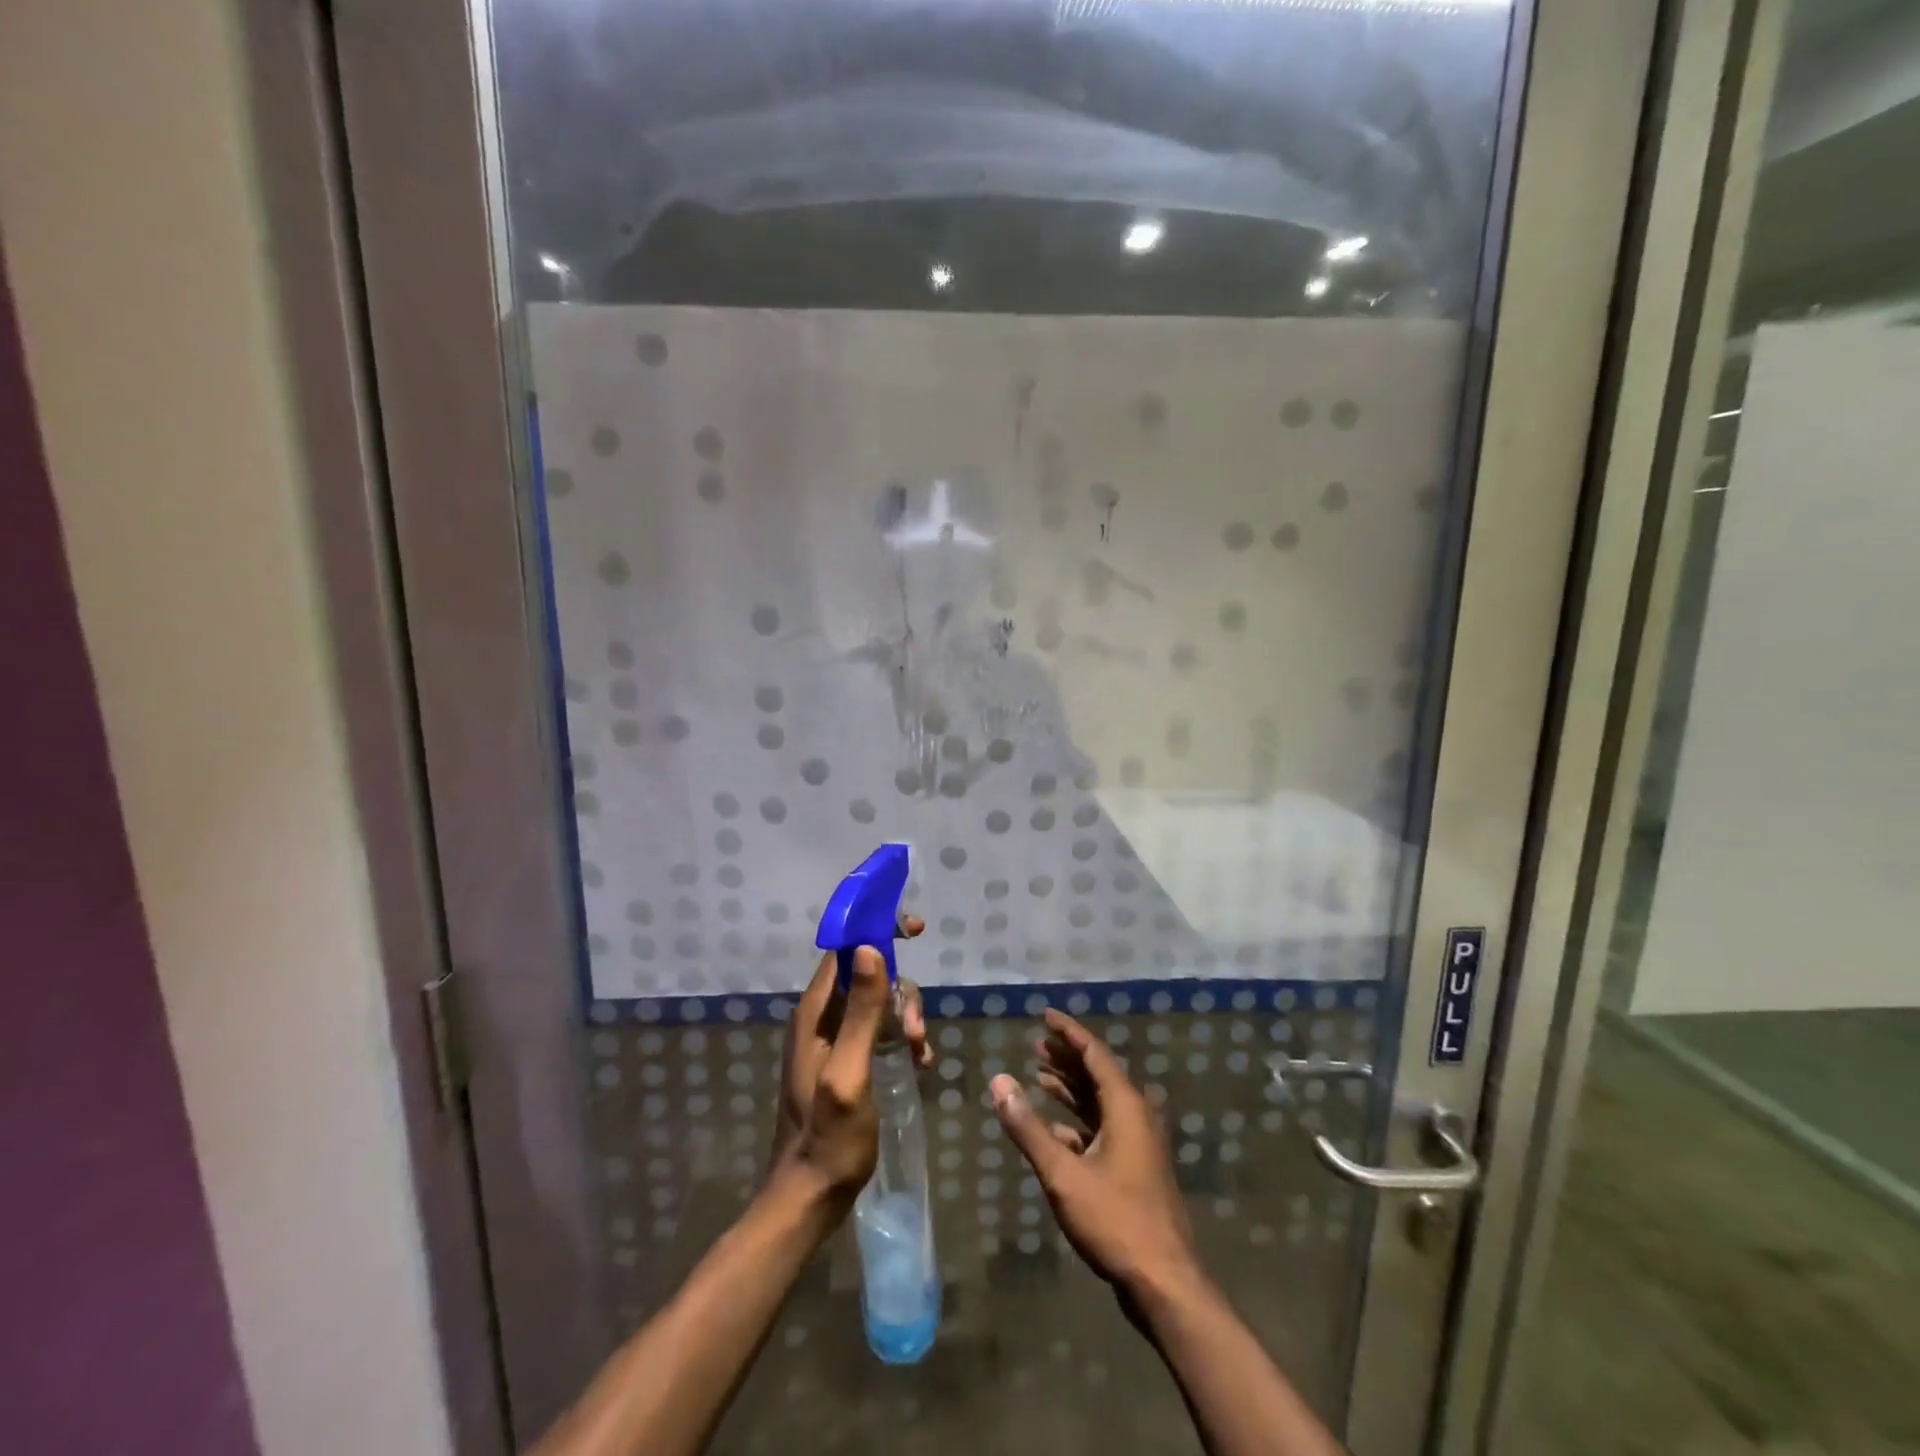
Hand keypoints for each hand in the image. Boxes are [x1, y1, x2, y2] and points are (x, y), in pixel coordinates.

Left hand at [771, 919, 928, 1203]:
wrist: (809, 1197)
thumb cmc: (829, 1138)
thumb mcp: (850, 1073)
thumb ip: (862, 1013)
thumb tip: (869, 947)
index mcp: (814, 1012)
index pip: (844, 948)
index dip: (876, 930)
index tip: (914, 930)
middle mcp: (821, 1017)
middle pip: (869, 974)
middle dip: (900, 994)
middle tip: (918, 1033)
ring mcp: (832, 1038)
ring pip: (879, 1002)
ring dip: (906, 1019)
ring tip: (920, 1055)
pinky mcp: (845, 1059)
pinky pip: (879, 1029)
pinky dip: (902, 1038)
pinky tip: (919, 1064)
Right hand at [992, 1010, 1198, 1299]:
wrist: (1164, 1283)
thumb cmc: (1114, 1220)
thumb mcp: (1062, 1173)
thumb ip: (1028, 1127)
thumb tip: (999, 1081)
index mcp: (1126, 1106)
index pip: (1094, 1053)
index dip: (1069, 1032)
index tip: (1046, 1015)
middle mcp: (1136, 1116)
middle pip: (1098, 1074)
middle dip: (1067, 1057)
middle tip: (1035, 1045)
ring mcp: (1139, 1144)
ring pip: (1100, 1103)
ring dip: (1071, 1089)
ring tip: (1038, 1075)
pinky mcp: (1136, 1169)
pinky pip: (1104, 1130)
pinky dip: (1078, 1123)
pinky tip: (1054, 1128)